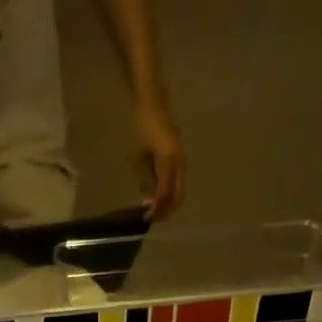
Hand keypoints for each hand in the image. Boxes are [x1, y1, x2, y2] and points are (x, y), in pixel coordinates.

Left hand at [134, 101, 185, 220]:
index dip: (156, 209)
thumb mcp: (138, 157)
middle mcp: (180, 163)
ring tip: (154, 211)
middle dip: (165, 211)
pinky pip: (178, 183)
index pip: (165, 194)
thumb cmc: (142, 127)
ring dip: (168, 204)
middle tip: (151, 219)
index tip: (146, 219)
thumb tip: (148, 203)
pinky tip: (158, 198)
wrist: (154, 103)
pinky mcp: (180, 160)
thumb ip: (144, 181)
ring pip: (179, 192)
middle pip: (177, 197)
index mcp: (169, 162)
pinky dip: (169, 195)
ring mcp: (182, 161)